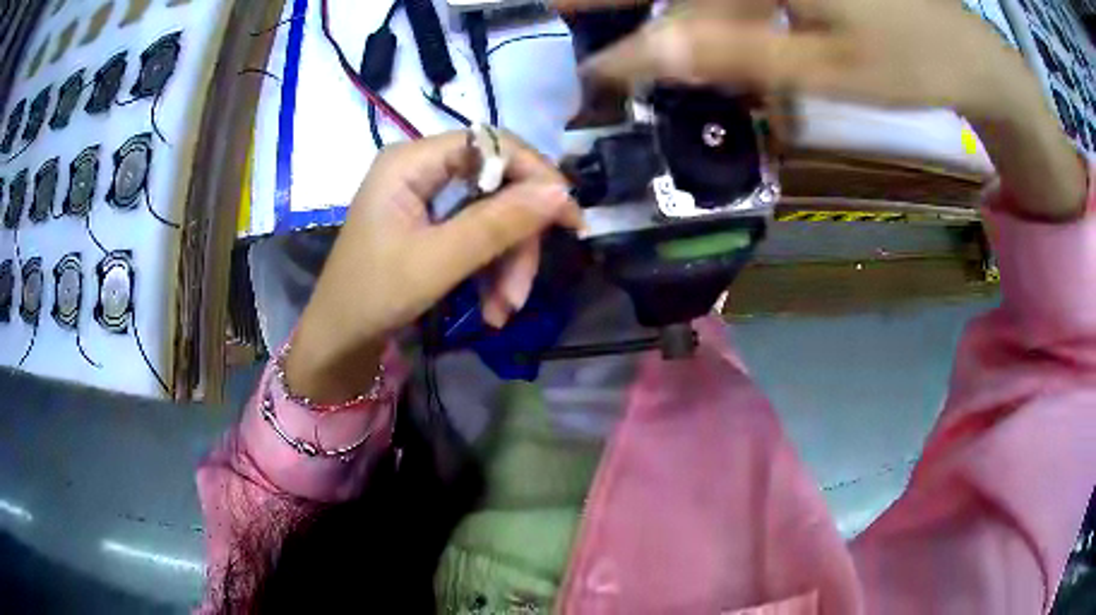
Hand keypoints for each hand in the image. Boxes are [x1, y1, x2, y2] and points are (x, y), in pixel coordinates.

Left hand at [285, 132, 581, 402]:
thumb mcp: (437, 262)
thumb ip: (498, 224)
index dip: (535, 175)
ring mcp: (426, 196)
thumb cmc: (373, 296)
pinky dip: (490, 270)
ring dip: (506, 264)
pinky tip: (492, 308)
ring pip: (492, 214)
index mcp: (411, 161)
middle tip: (523, 291)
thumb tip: (561, 193)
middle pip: (496, 184)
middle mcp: (421, 168)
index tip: (568, 218)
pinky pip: (477, 234)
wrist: (339, 340)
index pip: (491, 144)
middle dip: (515, 241)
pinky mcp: (432, 222)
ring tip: (503, 312)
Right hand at [556, 0, 1087, 219]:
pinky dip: (731, 18)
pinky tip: (727, 43)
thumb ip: (732, 54)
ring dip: (697, 23)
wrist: (969, 54)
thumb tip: (643, 51)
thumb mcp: (824, 69)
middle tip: (619, 55)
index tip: (554, 8)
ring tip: (669, 56)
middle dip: (655, 18)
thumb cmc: (910, 62)